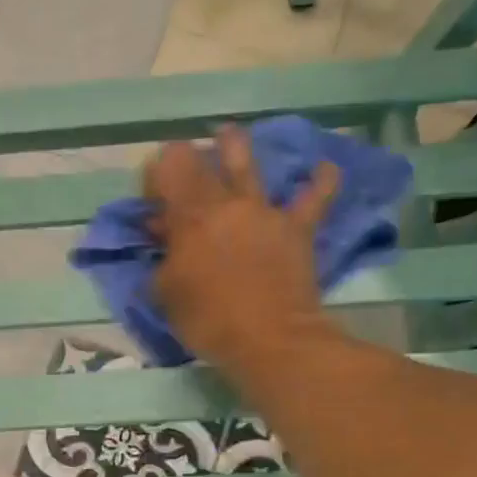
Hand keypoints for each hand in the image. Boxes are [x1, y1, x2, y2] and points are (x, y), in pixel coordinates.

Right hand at [145, 125, 338, 372]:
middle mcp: (225, 203)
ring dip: (235, 145)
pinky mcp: (297, 228)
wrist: (269, 340)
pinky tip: (325, 168)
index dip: (155, 175)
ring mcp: (264, 212)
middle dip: (186, 159)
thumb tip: (162, 236)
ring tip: (228, 135)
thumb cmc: (209, 321)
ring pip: (248, 163)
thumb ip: (161, 259)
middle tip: (183, 171)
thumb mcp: (166, 295)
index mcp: (188, 217)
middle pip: (201, 159)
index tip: (151, 199)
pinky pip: (315, 198)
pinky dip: (320, 182)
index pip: (165, 168)